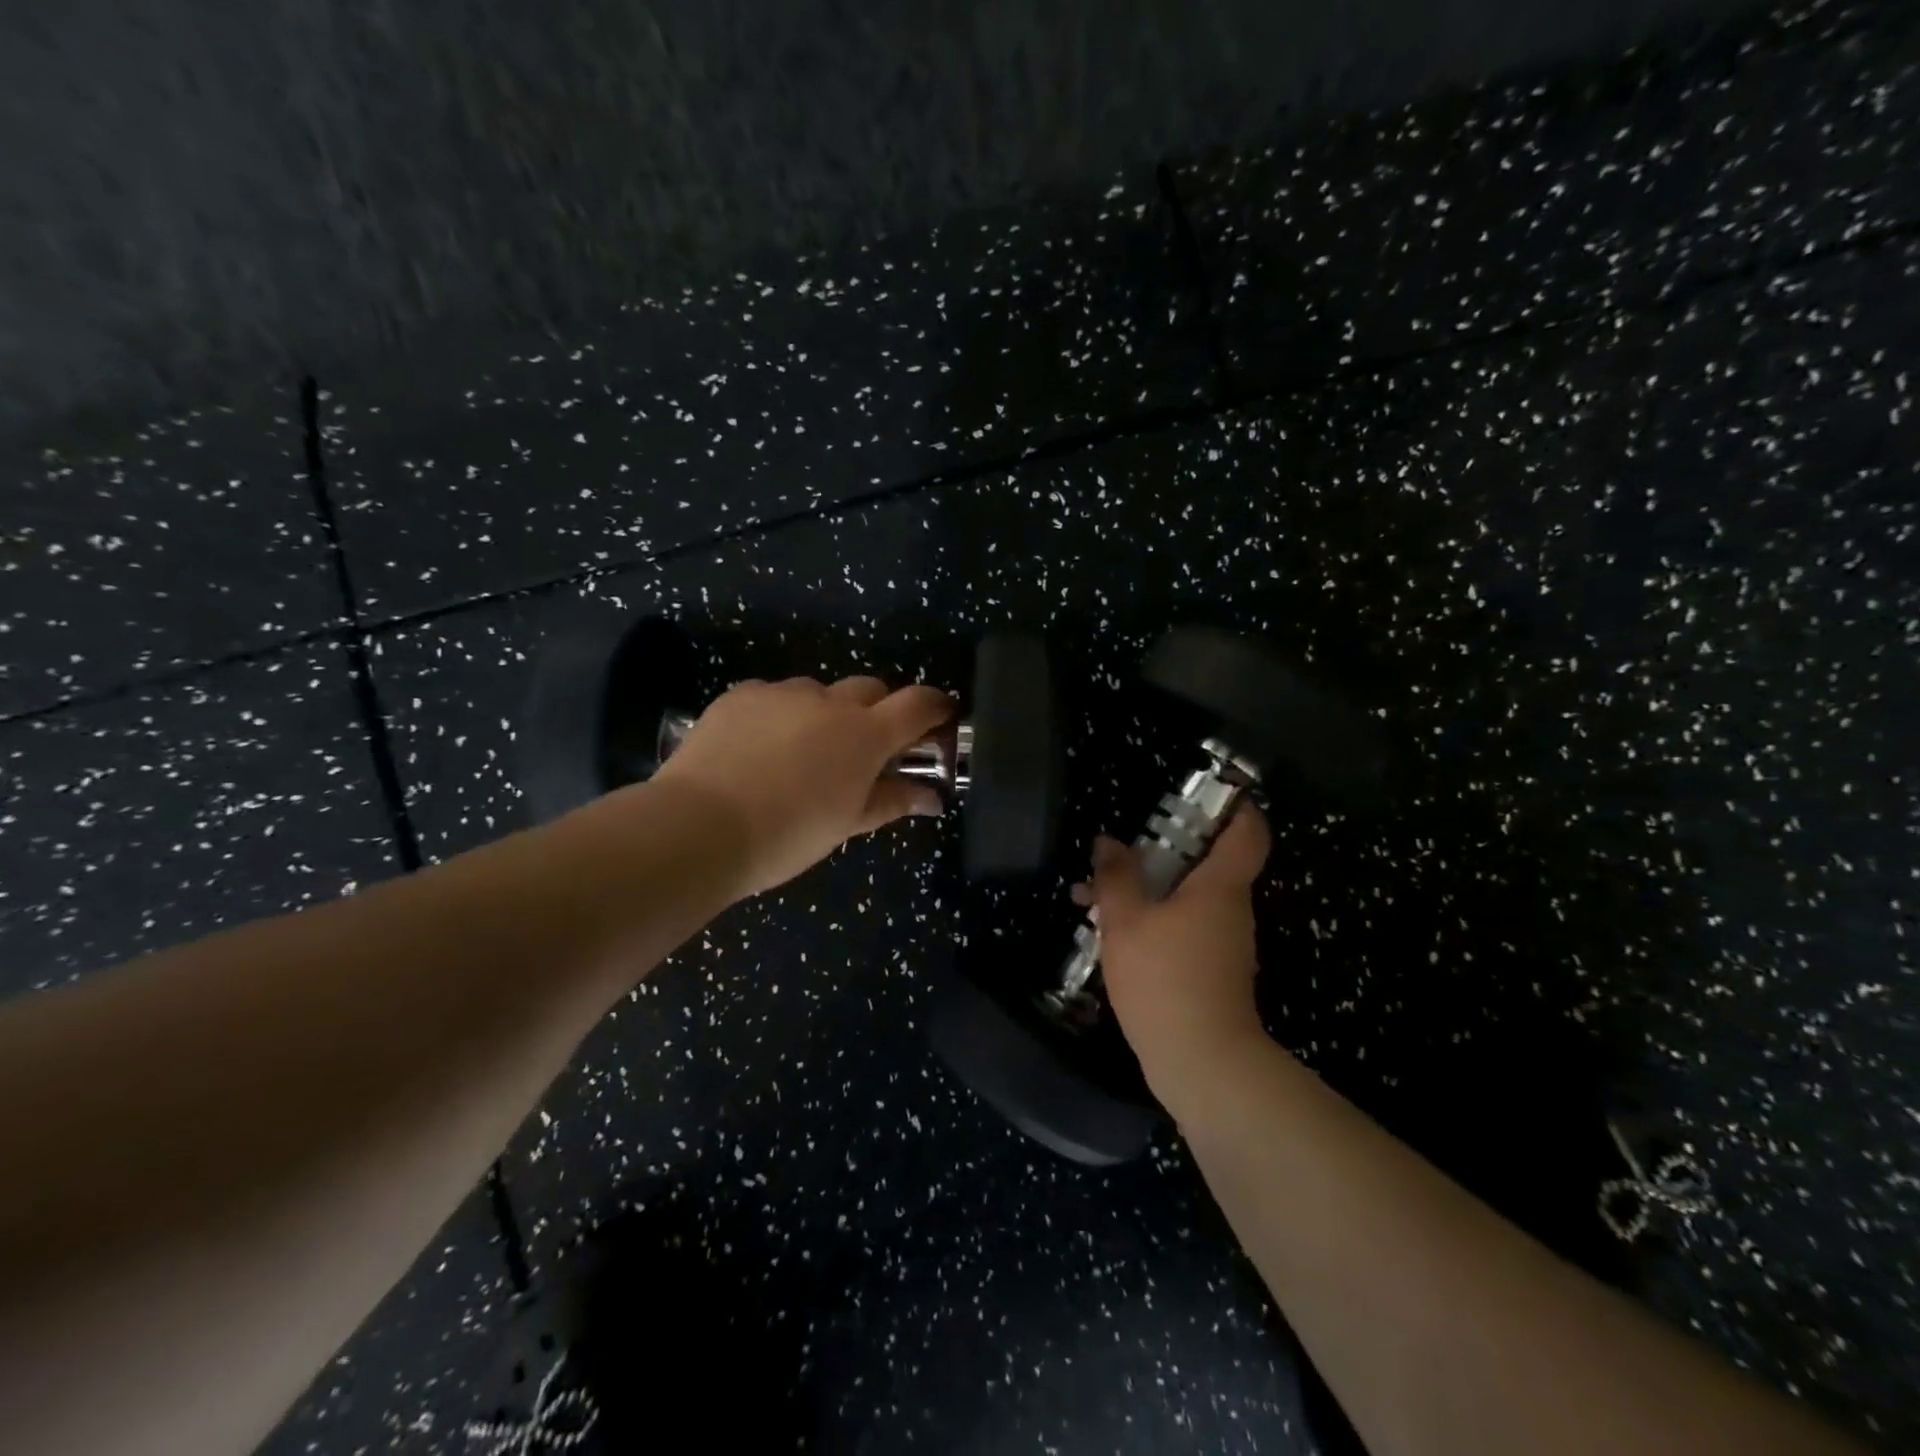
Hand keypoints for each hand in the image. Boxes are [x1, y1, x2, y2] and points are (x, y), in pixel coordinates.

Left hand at [651, 675, 952, 897]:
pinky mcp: (741, 694)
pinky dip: (780, 714)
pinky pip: (774, 695)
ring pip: (818, 691)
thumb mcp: (846, 824)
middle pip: (870, 687)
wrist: (698, 826)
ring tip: (801, 752)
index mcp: (864, 735)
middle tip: (864, 747)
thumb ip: (891, 801)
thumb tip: (932, 797)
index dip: (936, 706)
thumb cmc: (787, 835)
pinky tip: (759, 748)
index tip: (942, 716)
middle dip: (877, 709)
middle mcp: (829, 701)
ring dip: (824, 713)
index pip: (917, 704)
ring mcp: (782, 693)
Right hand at [1075, 804, 1272, 1100]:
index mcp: (1220, 887)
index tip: (1207, 793)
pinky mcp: (1210, 972)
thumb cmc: (1165, 979)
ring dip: (1147, 888)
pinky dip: (1151, 919)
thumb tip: (1108, 841)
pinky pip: (1181, 928)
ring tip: (1094, 892)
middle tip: (1124, 845)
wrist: (1202, 1063)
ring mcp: (1223, 944)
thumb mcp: (1126, 921)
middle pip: (1210, 863)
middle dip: (1164, 849)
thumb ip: (1116, 877)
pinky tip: (1109, 931)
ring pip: (1188, 898)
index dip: (1236, 806)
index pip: (1247, 833)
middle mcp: (1230, 910)